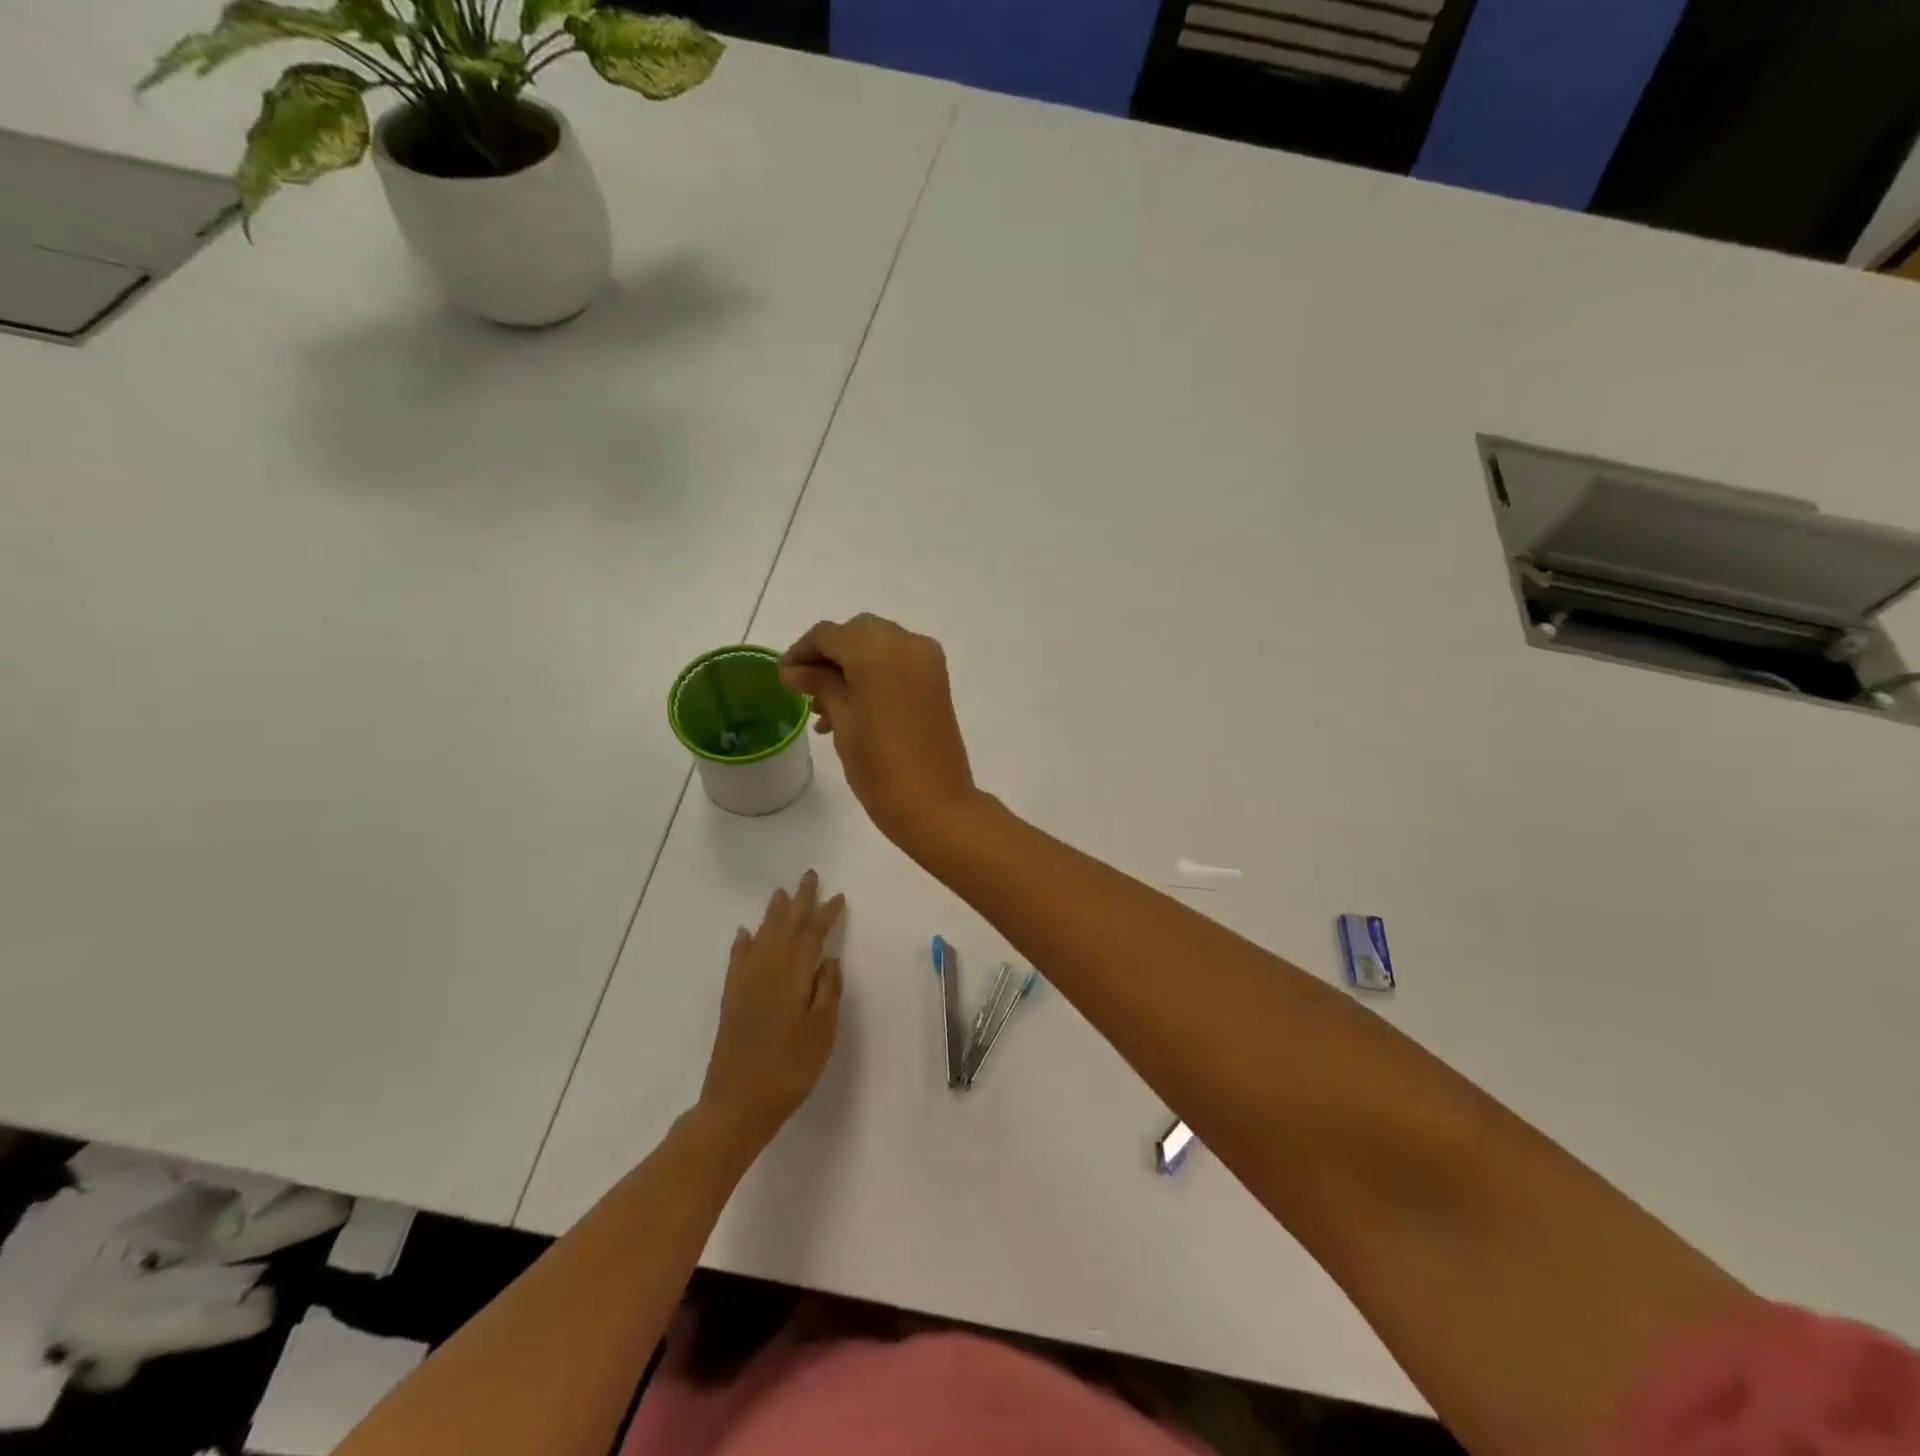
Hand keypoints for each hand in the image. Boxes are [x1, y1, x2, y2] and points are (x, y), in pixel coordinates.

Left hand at [698, 872, 846, 1153]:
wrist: (737, 1103)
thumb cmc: (790, 1068)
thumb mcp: (822, 1031)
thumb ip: (828, 990)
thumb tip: (829, 958)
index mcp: (793, 974)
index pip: (812, 935)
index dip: (826, 914)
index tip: (837, 896)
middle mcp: (767, 969)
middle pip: (785, 926)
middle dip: (799, 902)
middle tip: (809, 877)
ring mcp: (746, 983)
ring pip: (762, 936)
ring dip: (773, 914)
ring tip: (781, 893)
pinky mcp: (732, 998)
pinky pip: (738, 958)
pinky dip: (743, 943)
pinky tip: (745, 933)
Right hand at [779, 615, 978, 853]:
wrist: (935, 804)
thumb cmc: (880, 766)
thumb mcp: (843, 721)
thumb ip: (820, 685)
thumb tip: (794, 671)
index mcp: (877, 650)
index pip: (829, 634)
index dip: (801, 652)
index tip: (783, 678)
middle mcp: (906, 643)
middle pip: (856, 634)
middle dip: (829, 656)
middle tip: (804, 688)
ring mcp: (927, 661)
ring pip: (878, 647)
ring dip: (850, 667)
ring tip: (822, 709)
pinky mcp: (937, 681)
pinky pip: (898, 664)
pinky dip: (873, 675)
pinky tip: (849, 710)